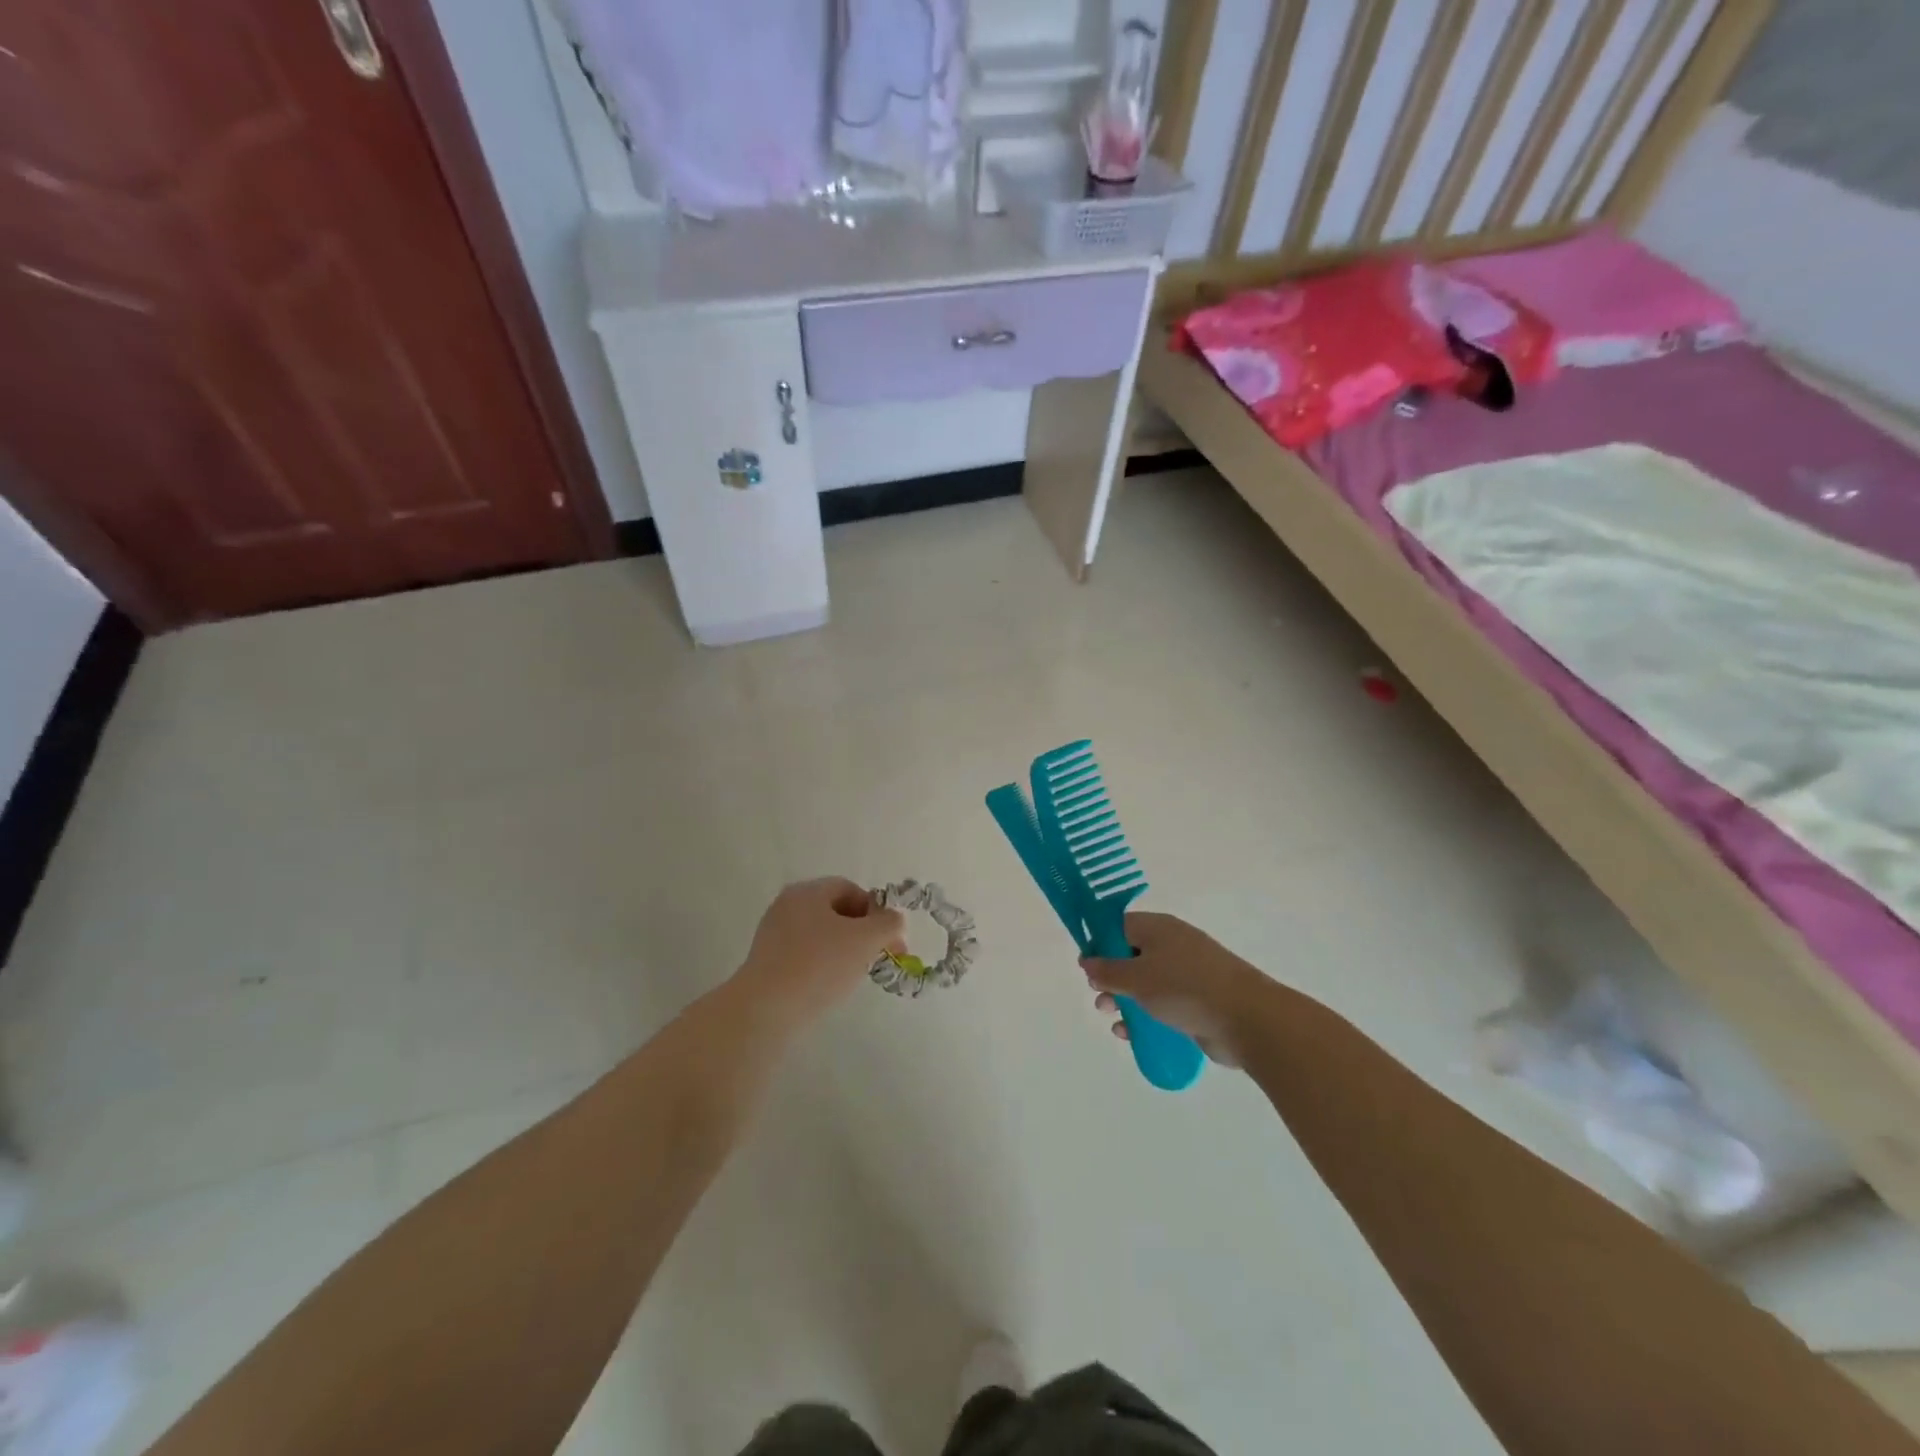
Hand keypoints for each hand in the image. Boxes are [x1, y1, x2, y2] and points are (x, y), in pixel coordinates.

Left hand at [733, 878, 906, 1028]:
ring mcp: (773, 935)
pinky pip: (804, 956)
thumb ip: (888, 923)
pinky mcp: (766, 963)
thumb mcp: (865, 940)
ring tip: (853, 976)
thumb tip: (894, 920)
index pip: (850, 889)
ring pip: (821, 936)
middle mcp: (787, 906)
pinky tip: (828, 988)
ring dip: (844, 952)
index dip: (876, 911)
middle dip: (862, 933)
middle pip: (835, 912)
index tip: (890, 941)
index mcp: (807, 891)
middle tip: (877, 958)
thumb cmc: (819, 966)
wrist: (765, 1011)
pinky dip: (822, 967)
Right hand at [1082, 911, 1271, 1067]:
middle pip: (1131, 956)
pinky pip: (1163, 1004)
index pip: (1120, 926)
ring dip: (1125, 1000)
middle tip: (1099, 996)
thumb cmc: (1186, 988)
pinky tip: (1131, 1035)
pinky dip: (1145, 1017)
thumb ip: (1108, 970)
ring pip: (1146, 983)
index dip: (1099, 943)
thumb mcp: (1138, 977)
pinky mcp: (1198, 1001)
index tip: (1087, 966)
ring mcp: (1188, 974)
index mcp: (1159, 928)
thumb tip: (1088, 961)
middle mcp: (1173, 946)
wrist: (1248, 1019)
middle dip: (1111, 978)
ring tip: (1112, 1017)